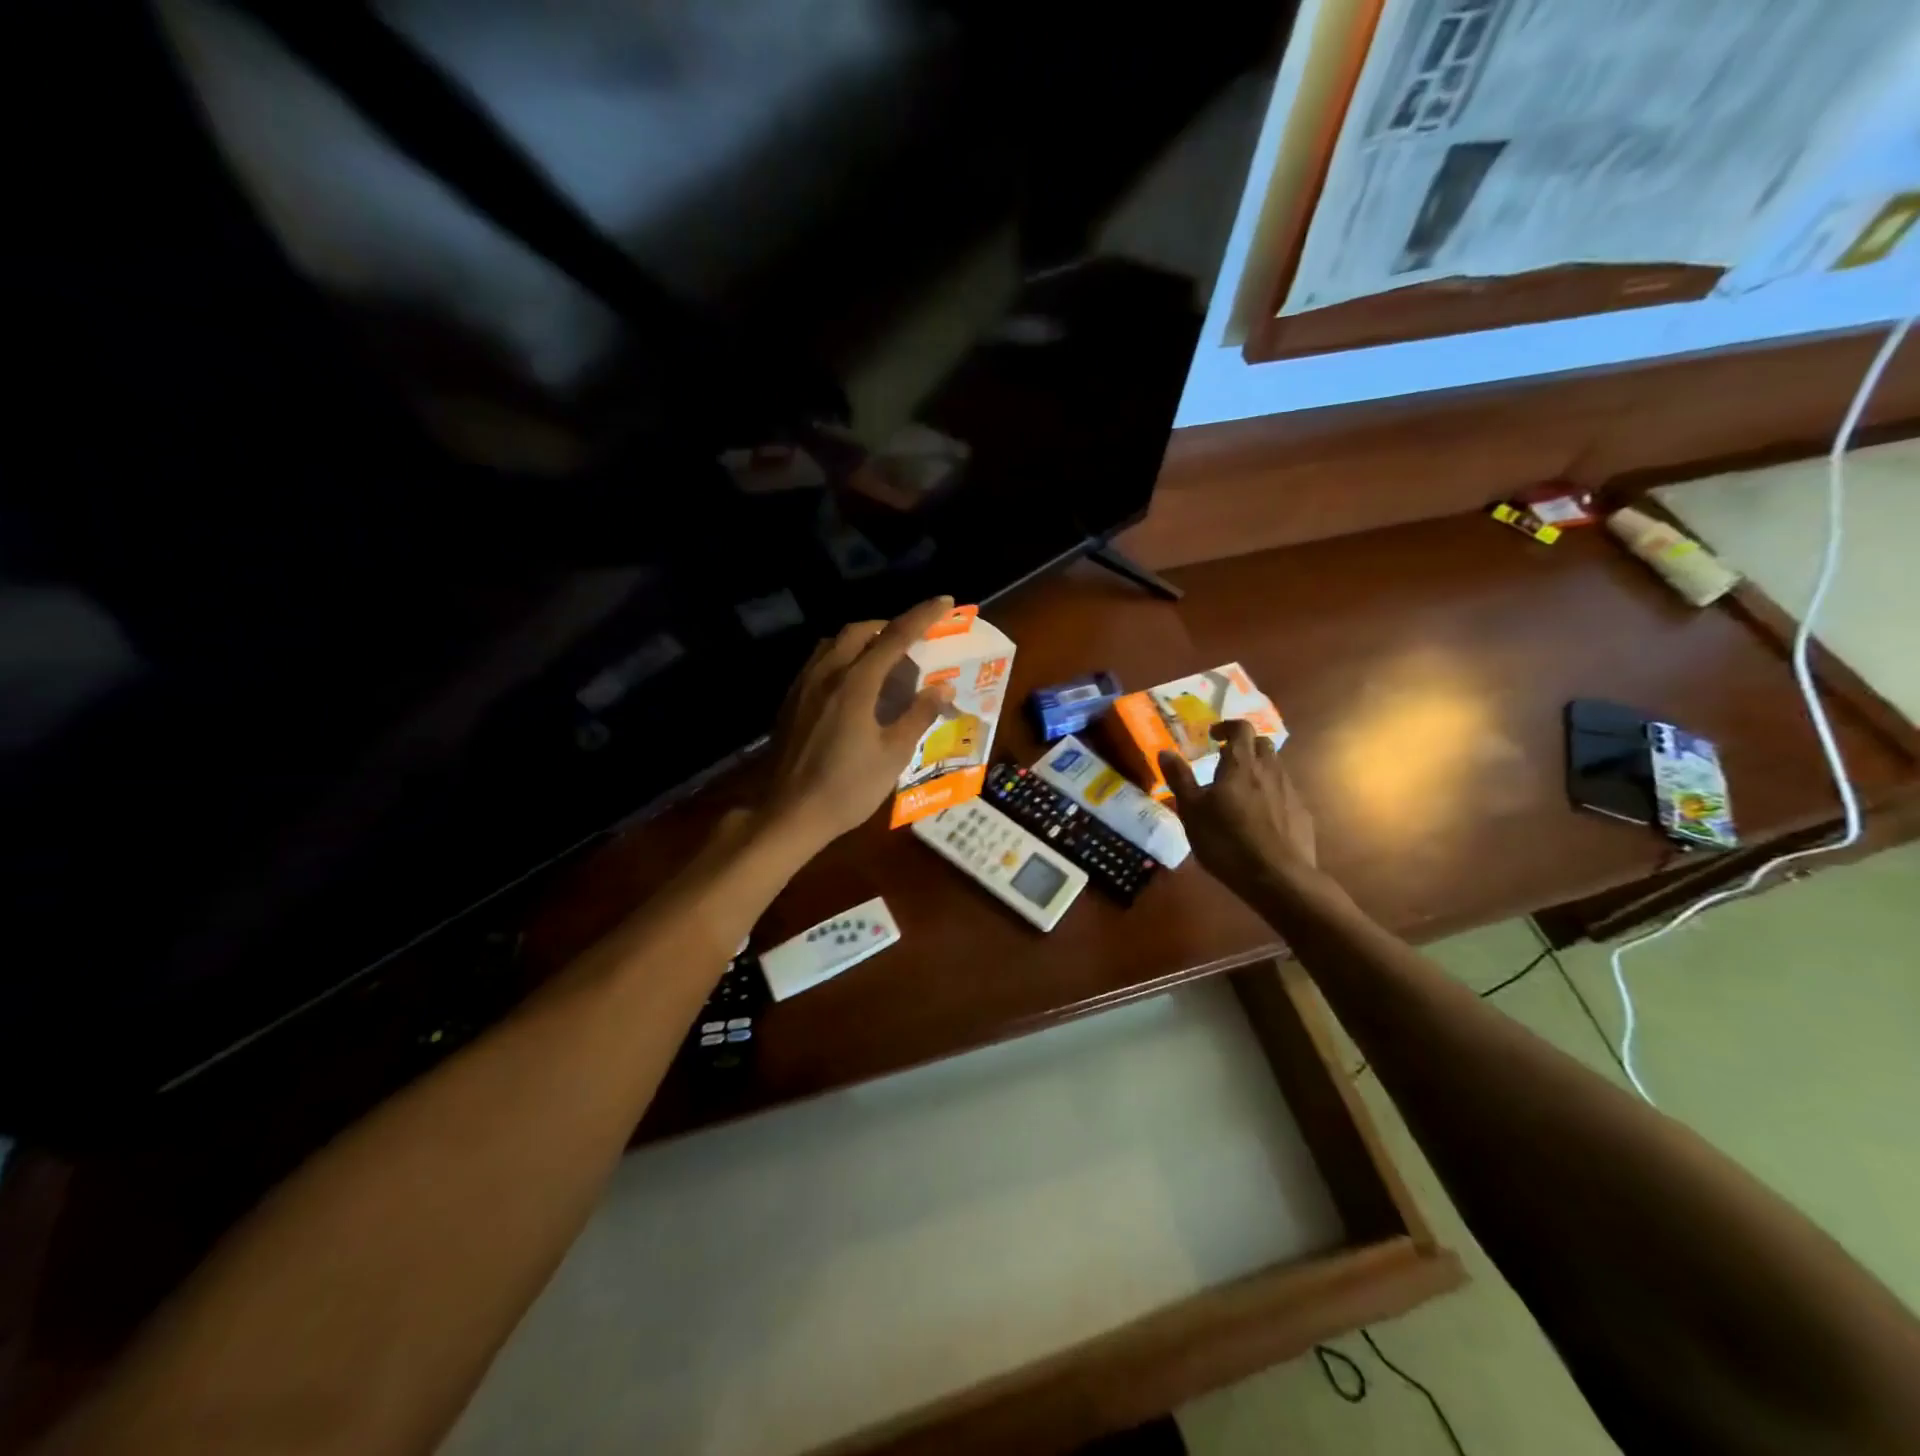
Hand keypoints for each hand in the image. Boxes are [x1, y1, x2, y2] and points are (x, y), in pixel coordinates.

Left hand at [763, 597, 957, 848]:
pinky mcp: (791, 701)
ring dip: (863, 639)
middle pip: (859, 630)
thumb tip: (942, 689)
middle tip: (913, 640)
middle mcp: (826, 673)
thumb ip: (918, 715)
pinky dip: (843, 657)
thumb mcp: (893, 755)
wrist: (790, 813)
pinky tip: (852, 683)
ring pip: (834, 642)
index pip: (895, 637)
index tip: (945, 601)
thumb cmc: (848, 788)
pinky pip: (819, 661)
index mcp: (855, 683)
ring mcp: (804, 685)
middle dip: (889, 625)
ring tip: (884, 658)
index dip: (922, 617)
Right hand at [1159, 721, 1315, 891]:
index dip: (1227, 726)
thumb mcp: (1191, 811)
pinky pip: (1285, 794)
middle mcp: (1269, 770)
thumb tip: (1165, 751)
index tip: (1212, 737)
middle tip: (1224, 763)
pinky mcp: (1302, 815)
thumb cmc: (1226, 840)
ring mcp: (1290, 792)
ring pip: (1275, 768)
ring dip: (1258, 771)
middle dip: (1244, 747)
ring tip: (1239, 793)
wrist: (1278, 878)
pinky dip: (1271, 795)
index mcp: (1241, 764)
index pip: (1241, 728)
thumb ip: (1180, 779)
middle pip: (1262, 744)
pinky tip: (1259, 818)